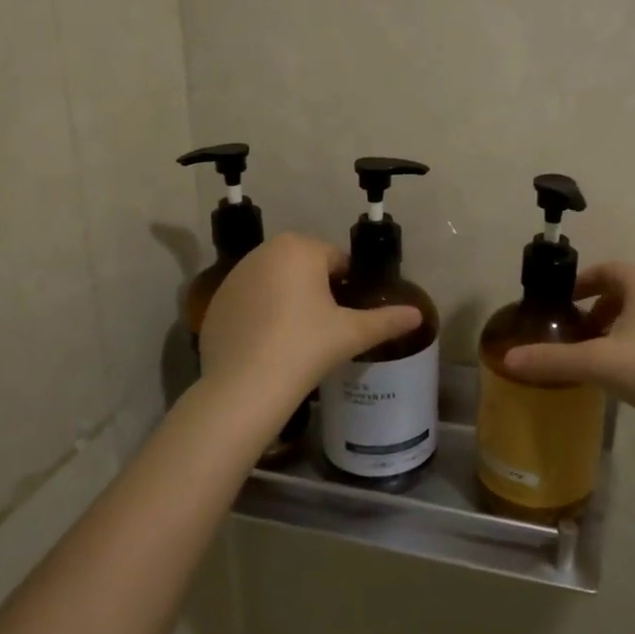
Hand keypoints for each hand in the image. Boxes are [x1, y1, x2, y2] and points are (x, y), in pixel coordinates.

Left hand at [198, 233, 420, 409]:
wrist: (245, 385)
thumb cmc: (306, 347)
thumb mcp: (352, 333)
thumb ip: (387, 320)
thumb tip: (418, 315)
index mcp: (300, 248)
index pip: (336, 260)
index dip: (345, 287)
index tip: (345, 316)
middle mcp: (264, 251)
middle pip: (303, 267)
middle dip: (315, 290)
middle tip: (323, 328)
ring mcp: (235, 275)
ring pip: (275, 281)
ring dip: (287, 299)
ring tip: (295, 337)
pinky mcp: (217, 300)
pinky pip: (250, 300)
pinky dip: (261, 314)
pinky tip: (267, 344)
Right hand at [501, 263, 634, 431]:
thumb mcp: (598, 363)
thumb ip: (552, 360)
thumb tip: (508, 359)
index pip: (605, 269)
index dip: (580, 283)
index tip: (561, 305)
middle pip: (624, 290)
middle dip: (596, 308)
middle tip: (576, 333)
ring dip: (617, 327)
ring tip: (598, 355)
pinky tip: (629, 372)